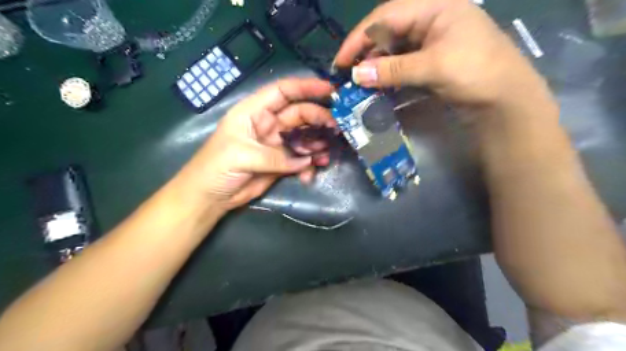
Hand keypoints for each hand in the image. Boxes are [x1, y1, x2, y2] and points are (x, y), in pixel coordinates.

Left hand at [179, 79, 334, 209]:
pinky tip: (310, 174)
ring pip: (304, 137)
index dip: (306, 87)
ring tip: (325, 156)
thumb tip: (305, 161)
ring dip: (317, 145)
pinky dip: (309, 165)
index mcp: (254, 112)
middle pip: (300, 114)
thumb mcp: (241, 156)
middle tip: (337, 129)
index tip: (330, 90)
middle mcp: (268, 124)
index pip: (283, 92)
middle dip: (319, 120)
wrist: (210, 197)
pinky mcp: (282, 162)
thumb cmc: (215, 168)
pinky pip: (301, 159)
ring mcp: (277, 144)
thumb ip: (274, 157)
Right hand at [337, 0, 547, 108]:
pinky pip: (402, 65)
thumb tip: (356, 75)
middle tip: (347, 74)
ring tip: (360, 83)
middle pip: (387, 31)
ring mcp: (431, 43)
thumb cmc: (476, 73)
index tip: (340, 60)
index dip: (359, 38)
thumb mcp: (433, 67)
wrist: (507, 101)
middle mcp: (430, 21)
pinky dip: (388, 75)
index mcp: (434, 7)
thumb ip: (392, 70)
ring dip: (376, 66)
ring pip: (393, 50)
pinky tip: (378, 85)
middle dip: (366, 52)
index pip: (385, 16)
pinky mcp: (431, 62)